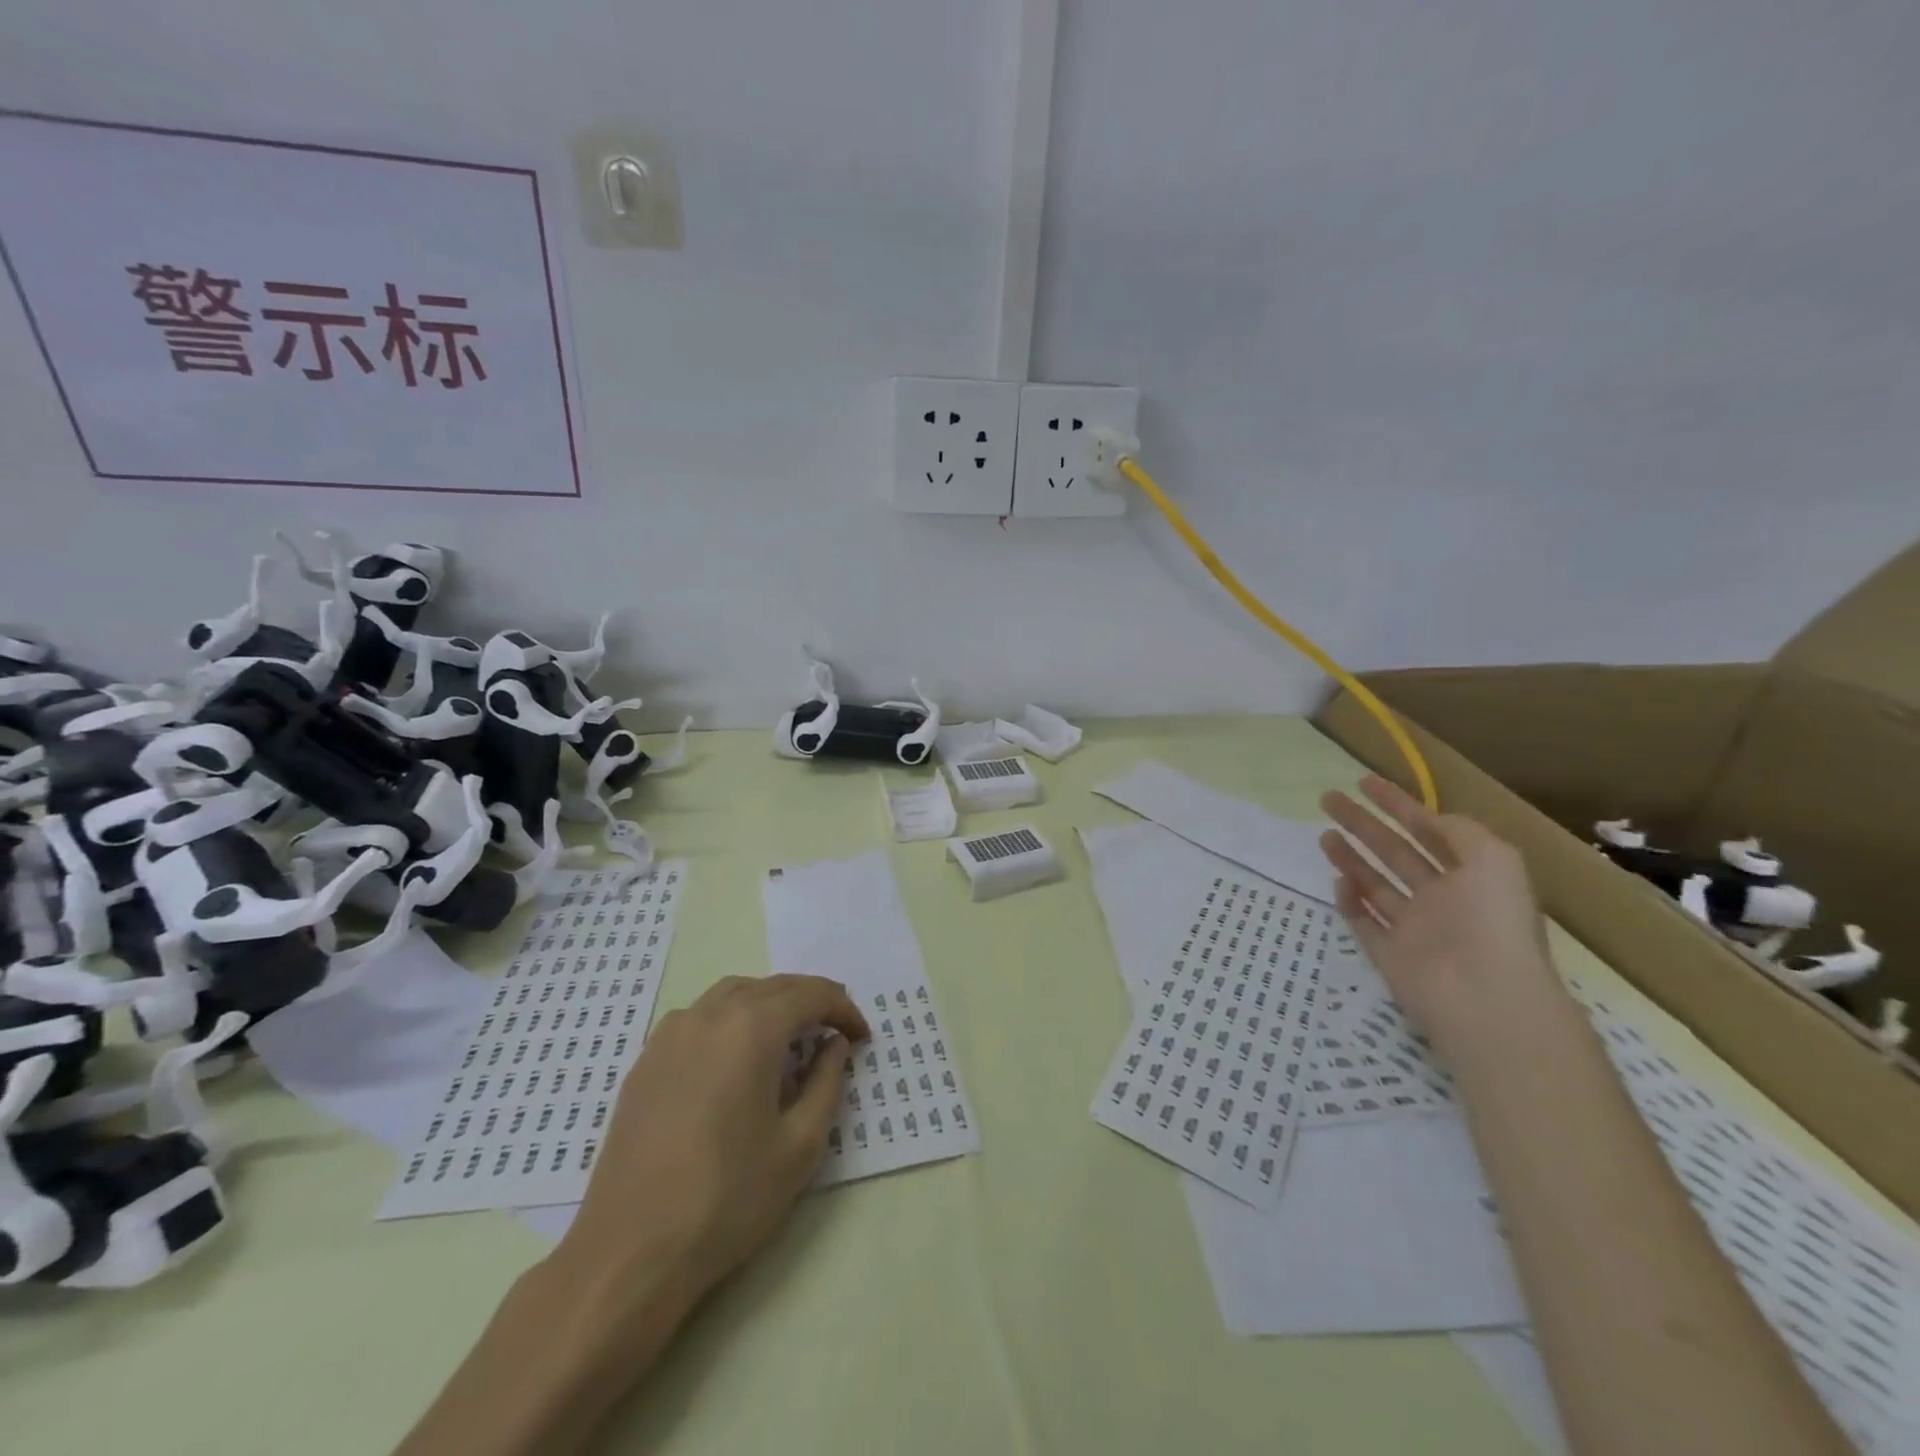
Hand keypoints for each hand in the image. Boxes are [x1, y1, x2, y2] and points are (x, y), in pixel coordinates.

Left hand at [556, 974, 869, 1318]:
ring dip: (770, 1003)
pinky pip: (699, 1016)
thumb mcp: (800, 1146)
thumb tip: (834, 1045)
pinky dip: (731, 1018)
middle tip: (835, 1030)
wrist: (630, 1252)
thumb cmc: (728, 1199)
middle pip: (773, 986)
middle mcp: (711, 1015)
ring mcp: (671, 1034)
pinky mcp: (646, 1059)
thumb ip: (827, 1083)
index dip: (843, 1010)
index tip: (861, 1038)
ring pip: (733, 993)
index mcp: (753, 1029)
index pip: (811, 995)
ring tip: (789, 1035)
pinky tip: (736, 1055)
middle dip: (811, 1001)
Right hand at [1318, 776, 1564, 1066]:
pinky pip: (1363, 921)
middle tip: (1327, 799)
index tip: (1363, 782)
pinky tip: (1337, 881)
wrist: (1481, 996)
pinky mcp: (1388, 954)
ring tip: (1323, 834)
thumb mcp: (1494, 859)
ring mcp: (1413, 928)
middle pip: (1393, 852)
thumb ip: (1460, 831)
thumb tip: (1430, 819)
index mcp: (1470, 877)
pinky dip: (1349, 901)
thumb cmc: (1490, 920)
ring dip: (1350, 858)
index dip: (1397, 804)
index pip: (1428, 831)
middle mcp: (1441, 900)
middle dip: (1362, 824)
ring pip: (1374, 884)